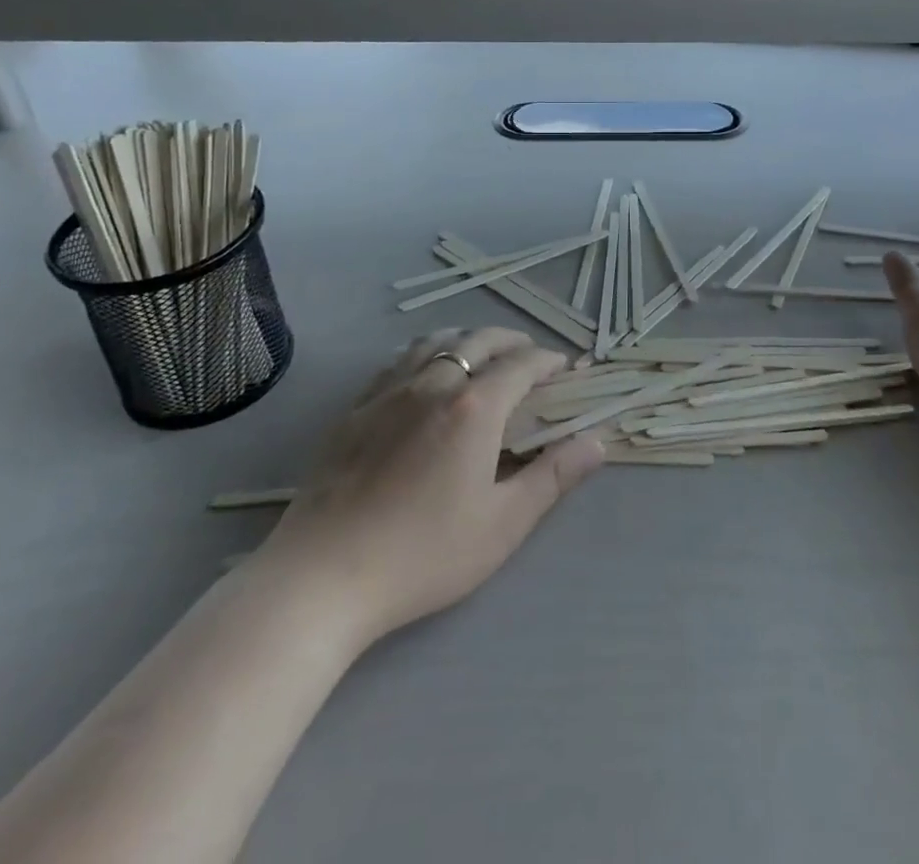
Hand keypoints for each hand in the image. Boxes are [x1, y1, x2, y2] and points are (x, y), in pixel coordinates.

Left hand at [262, 328, 605, 644]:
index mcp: (475, 407)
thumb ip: (553, 477)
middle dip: (512, 342)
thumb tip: (597, 442)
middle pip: (480, 340)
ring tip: (481, 356)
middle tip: (529, 358)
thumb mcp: (502, 525)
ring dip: (468, 340)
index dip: (549, 361)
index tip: (566, 368)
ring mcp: (389, 392)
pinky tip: (424, 376)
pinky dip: (425, 355)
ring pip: (436, 342)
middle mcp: (434, 383)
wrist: (321, 578)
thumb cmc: (423, 555)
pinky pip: (398, 362)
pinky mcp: (355, 409)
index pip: (522, 364)